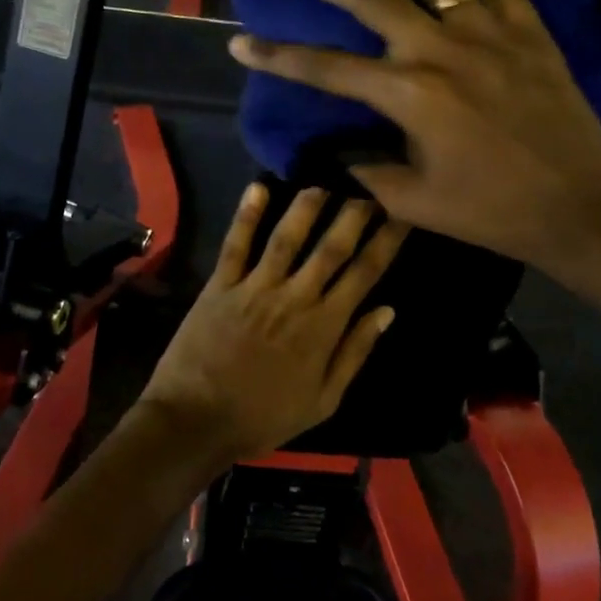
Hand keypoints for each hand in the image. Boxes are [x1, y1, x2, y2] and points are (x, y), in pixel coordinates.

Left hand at [138, 184, 405, 465]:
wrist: (197, 421)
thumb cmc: (264, 417)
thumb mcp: (323, 400)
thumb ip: (355, 352)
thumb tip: (387, 310)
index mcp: (324, 326)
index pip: (365, 273)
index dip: (386, 240)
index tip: (402, 212)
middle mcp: (295, 297)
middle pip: (331, 247)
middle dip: (355, 213)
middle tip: (370, 183)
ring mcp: (255, 287)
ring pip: (287, 237)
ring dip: (307, 206)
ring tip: (323, 180)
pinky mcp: (220, 285)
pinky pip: (236, 244)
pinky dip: (247, 215)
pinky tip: (259, 186)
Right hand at [228, 0, 600, 303]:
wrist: (580, 205)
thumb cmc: (492, 211)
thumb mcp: (412, 202)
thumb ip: (364, 170)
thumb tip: (335, 148)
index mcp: (409, 95)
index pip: (325, 68)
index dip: (276, 56)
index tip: (239, 41)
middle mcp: (441, 48)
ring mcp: (489, 30)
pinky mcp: (527, 27)